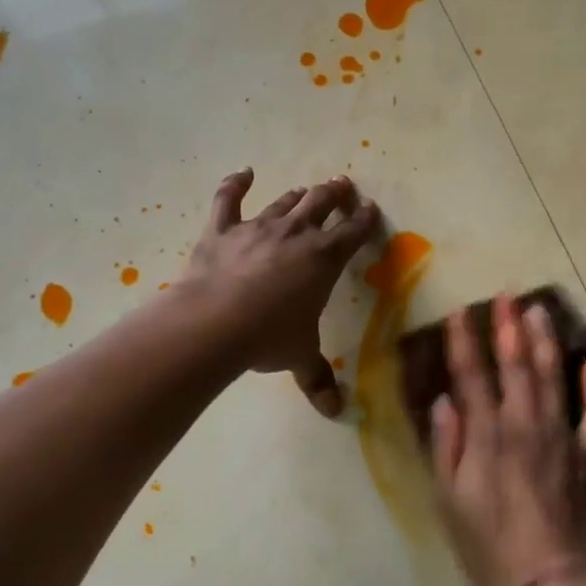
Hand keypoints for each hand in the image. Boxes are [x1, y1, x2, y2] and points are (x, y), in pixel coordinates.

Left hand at [186, 169, 380, 416]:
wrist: (215, 323)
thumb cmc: (269, 337)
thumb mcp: (300, 357)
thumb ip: (318, 378)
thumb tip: (335, 411)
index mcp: (324, 259)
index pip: (353, 232)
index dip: (364, 219)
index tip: (370, 208)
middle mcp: (296, 234)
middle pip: (321, 204)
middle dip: (335, 194)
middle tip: (342, 185)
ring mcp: (257, 227)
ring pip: (284, 202)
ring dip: (298, 195)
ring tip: (306, 189)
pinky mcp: (221, 229)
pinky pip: (228, 199)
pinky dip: (235, 184)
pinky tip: (243, 173)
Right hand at [429, 293, 585, 585]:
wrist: (553, 582)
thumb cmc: (491, 547)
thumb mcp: (450, 502)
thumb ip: (446, 447)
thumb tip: (444, 402)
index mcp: (486, 436)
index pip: (471, 377)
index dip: (463, 342)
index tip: (459, 312)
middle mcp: (524, 425)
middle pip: (515, 365)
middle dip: (508, 327)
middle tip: (506, 295)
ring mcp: (561, 436)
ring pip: (552, 377)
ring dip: (545, 341)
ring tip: (541, 310)